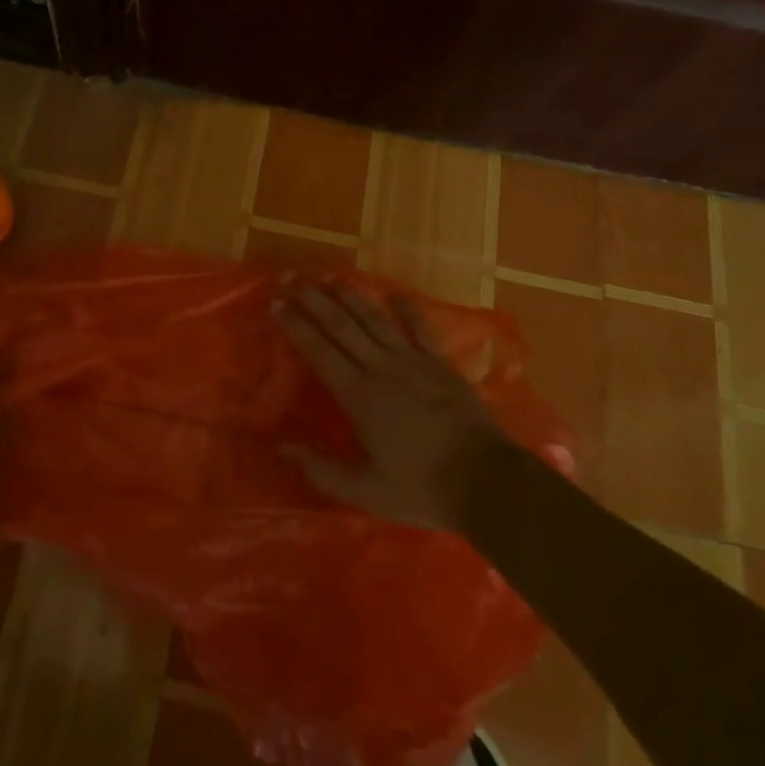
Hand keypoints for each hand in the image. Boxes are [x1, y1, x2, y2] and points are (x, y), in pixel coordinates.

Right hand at [274, 278, 515, 533]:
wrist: (488, 482)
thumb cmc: (422, 488)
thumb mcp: (365, 489)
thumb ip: (321, 468)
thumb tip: (281, 447)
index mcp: (359, 396)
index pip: (319, 351)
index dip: (296, 326)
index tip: (277, 304)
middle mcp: (382, 368)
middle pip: (342, 326)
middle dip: (315, 300)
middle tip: (293, 277)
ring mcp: (415, 362)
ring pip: (376, 320)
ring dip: (351, 296)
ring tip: (330, 276)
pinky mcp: (441, 365)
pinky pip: (421, 328)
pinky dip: (407, 308)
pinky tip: (394, 292)